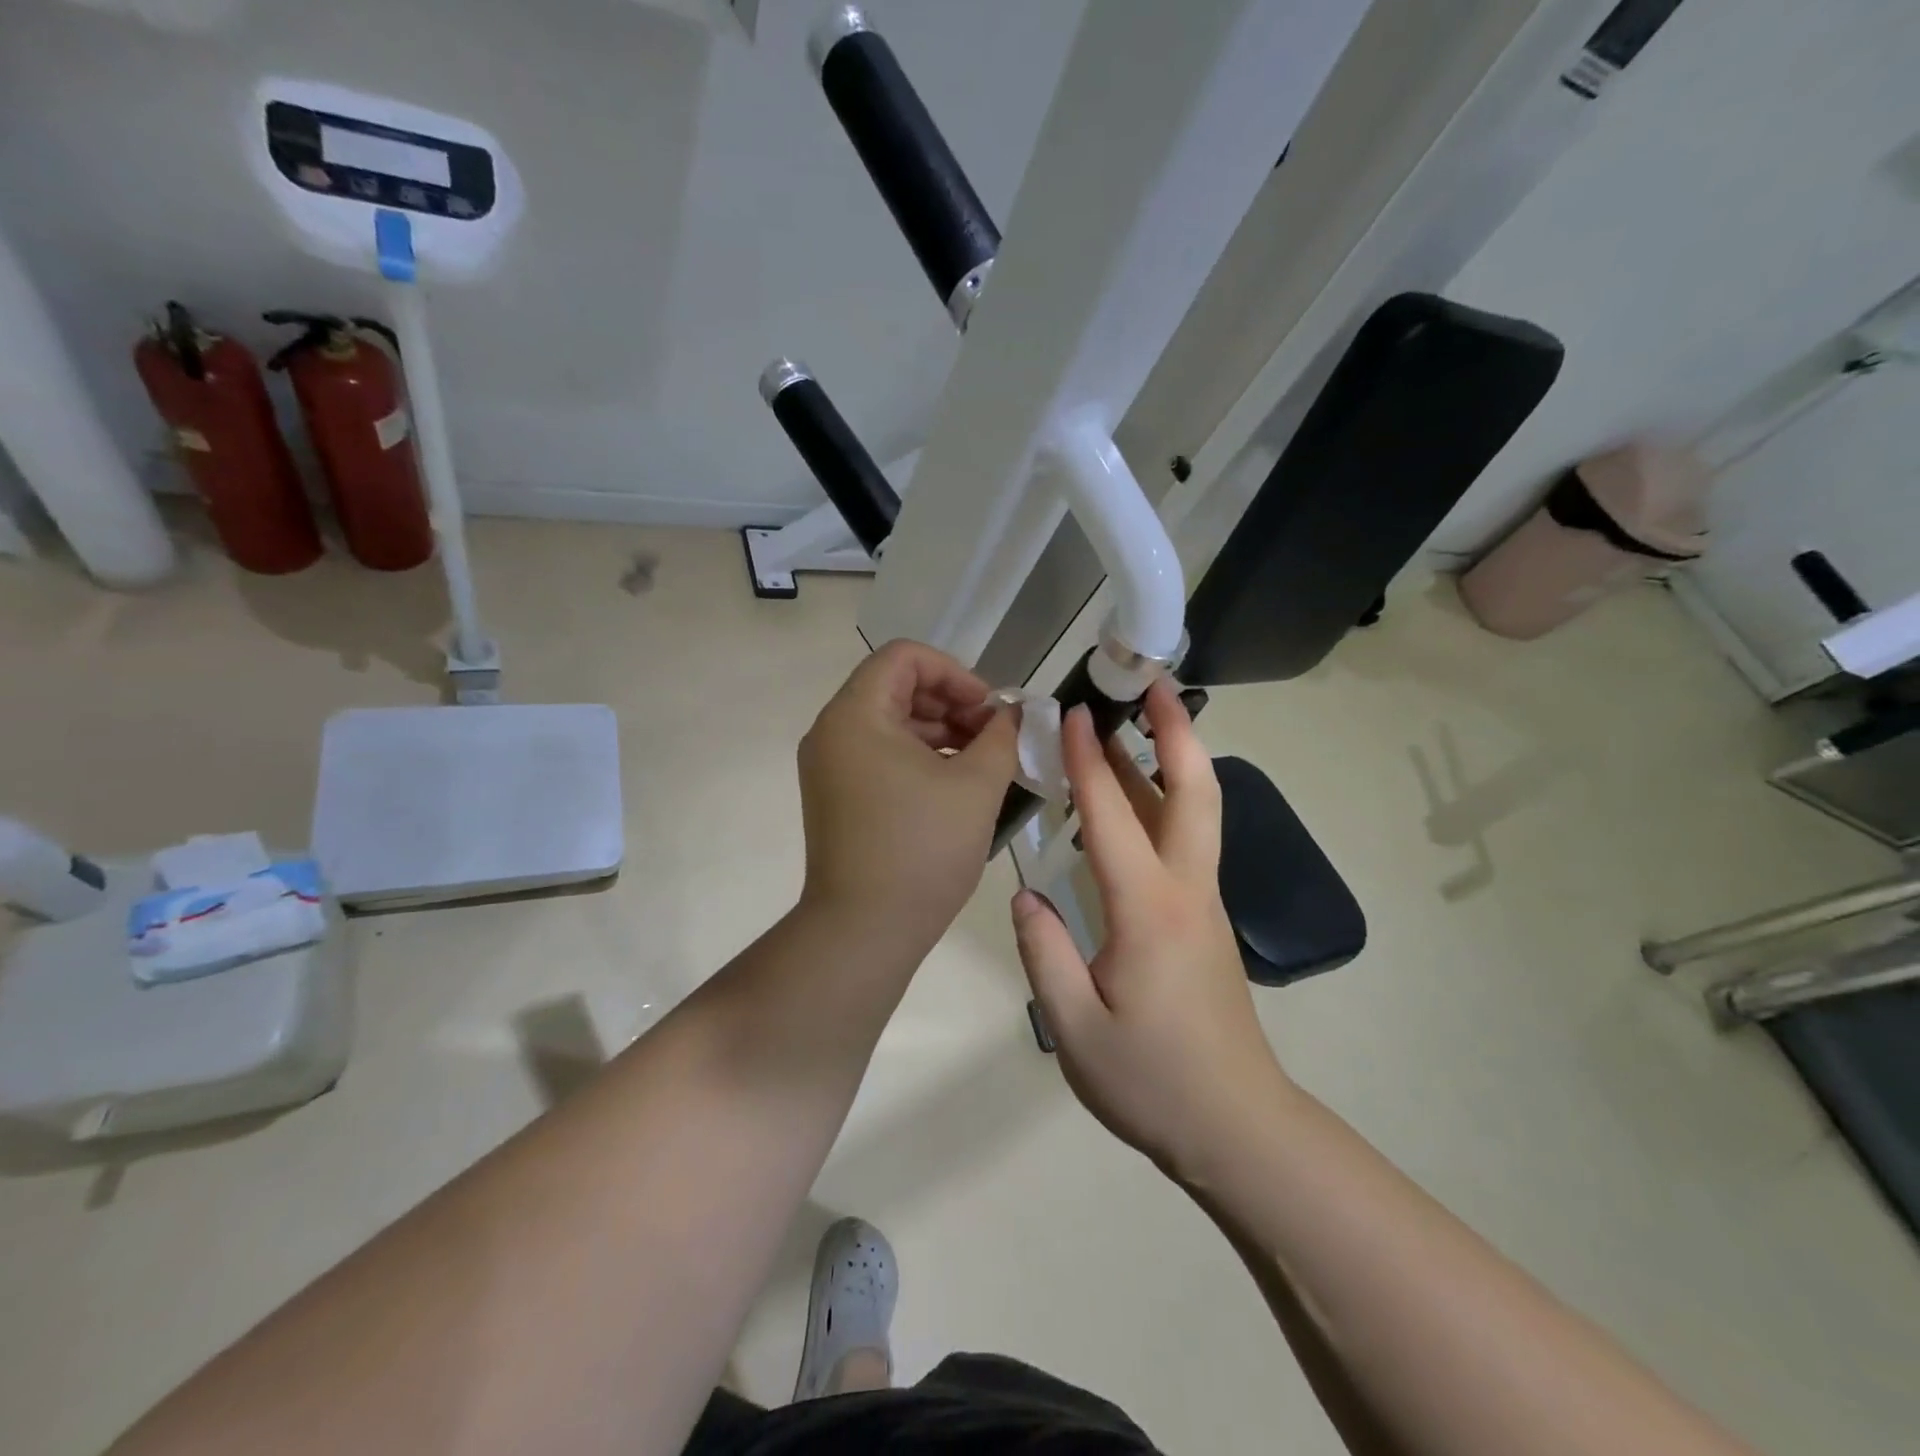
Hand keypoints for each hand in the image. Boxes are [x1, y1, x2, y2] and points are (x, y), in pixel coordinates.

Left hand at [798, 639, 1019, 949]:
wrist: (864, 932)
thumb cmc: (921, 850)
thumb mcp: (976, 786)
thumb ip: (1002, 736)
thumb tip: (1012, 716)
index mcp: (856, 715)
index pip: (905, 657)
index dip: (955, 672)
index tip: (990, 710)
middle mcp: (832, 731)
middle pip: (896, 687)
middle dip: (952, 703)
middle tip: (994, 736)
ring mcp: (829, 766)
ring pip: (890, 723)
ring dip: (939, 731)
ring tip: (983, 762)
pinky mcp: (836, 796)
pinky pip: (880, 755)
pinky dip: (918, 758)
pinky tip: (955, 785)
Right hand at [1011, 681, 1288, 1178]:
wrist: (1237, 1128)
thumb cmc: (1152, 1081)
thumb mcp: (1076, 1026)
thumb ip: (1045, 952)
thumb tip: (1025, 895)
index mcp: (1150, 909)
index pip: (1114, 816)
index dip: (1089, 761)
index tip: (1071, 712)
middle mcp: (1187, 890)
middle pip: (1193, 791)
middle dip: (1175, 732)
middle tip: (1154, 685)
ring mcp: (1204, 903)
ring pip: (1194, 812)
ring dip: (1169, 760)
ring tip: (1131, 725)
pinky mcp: (1204, 920)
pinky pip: (1184, 841)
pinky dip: (1162, 801)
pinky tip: (1131, 801)